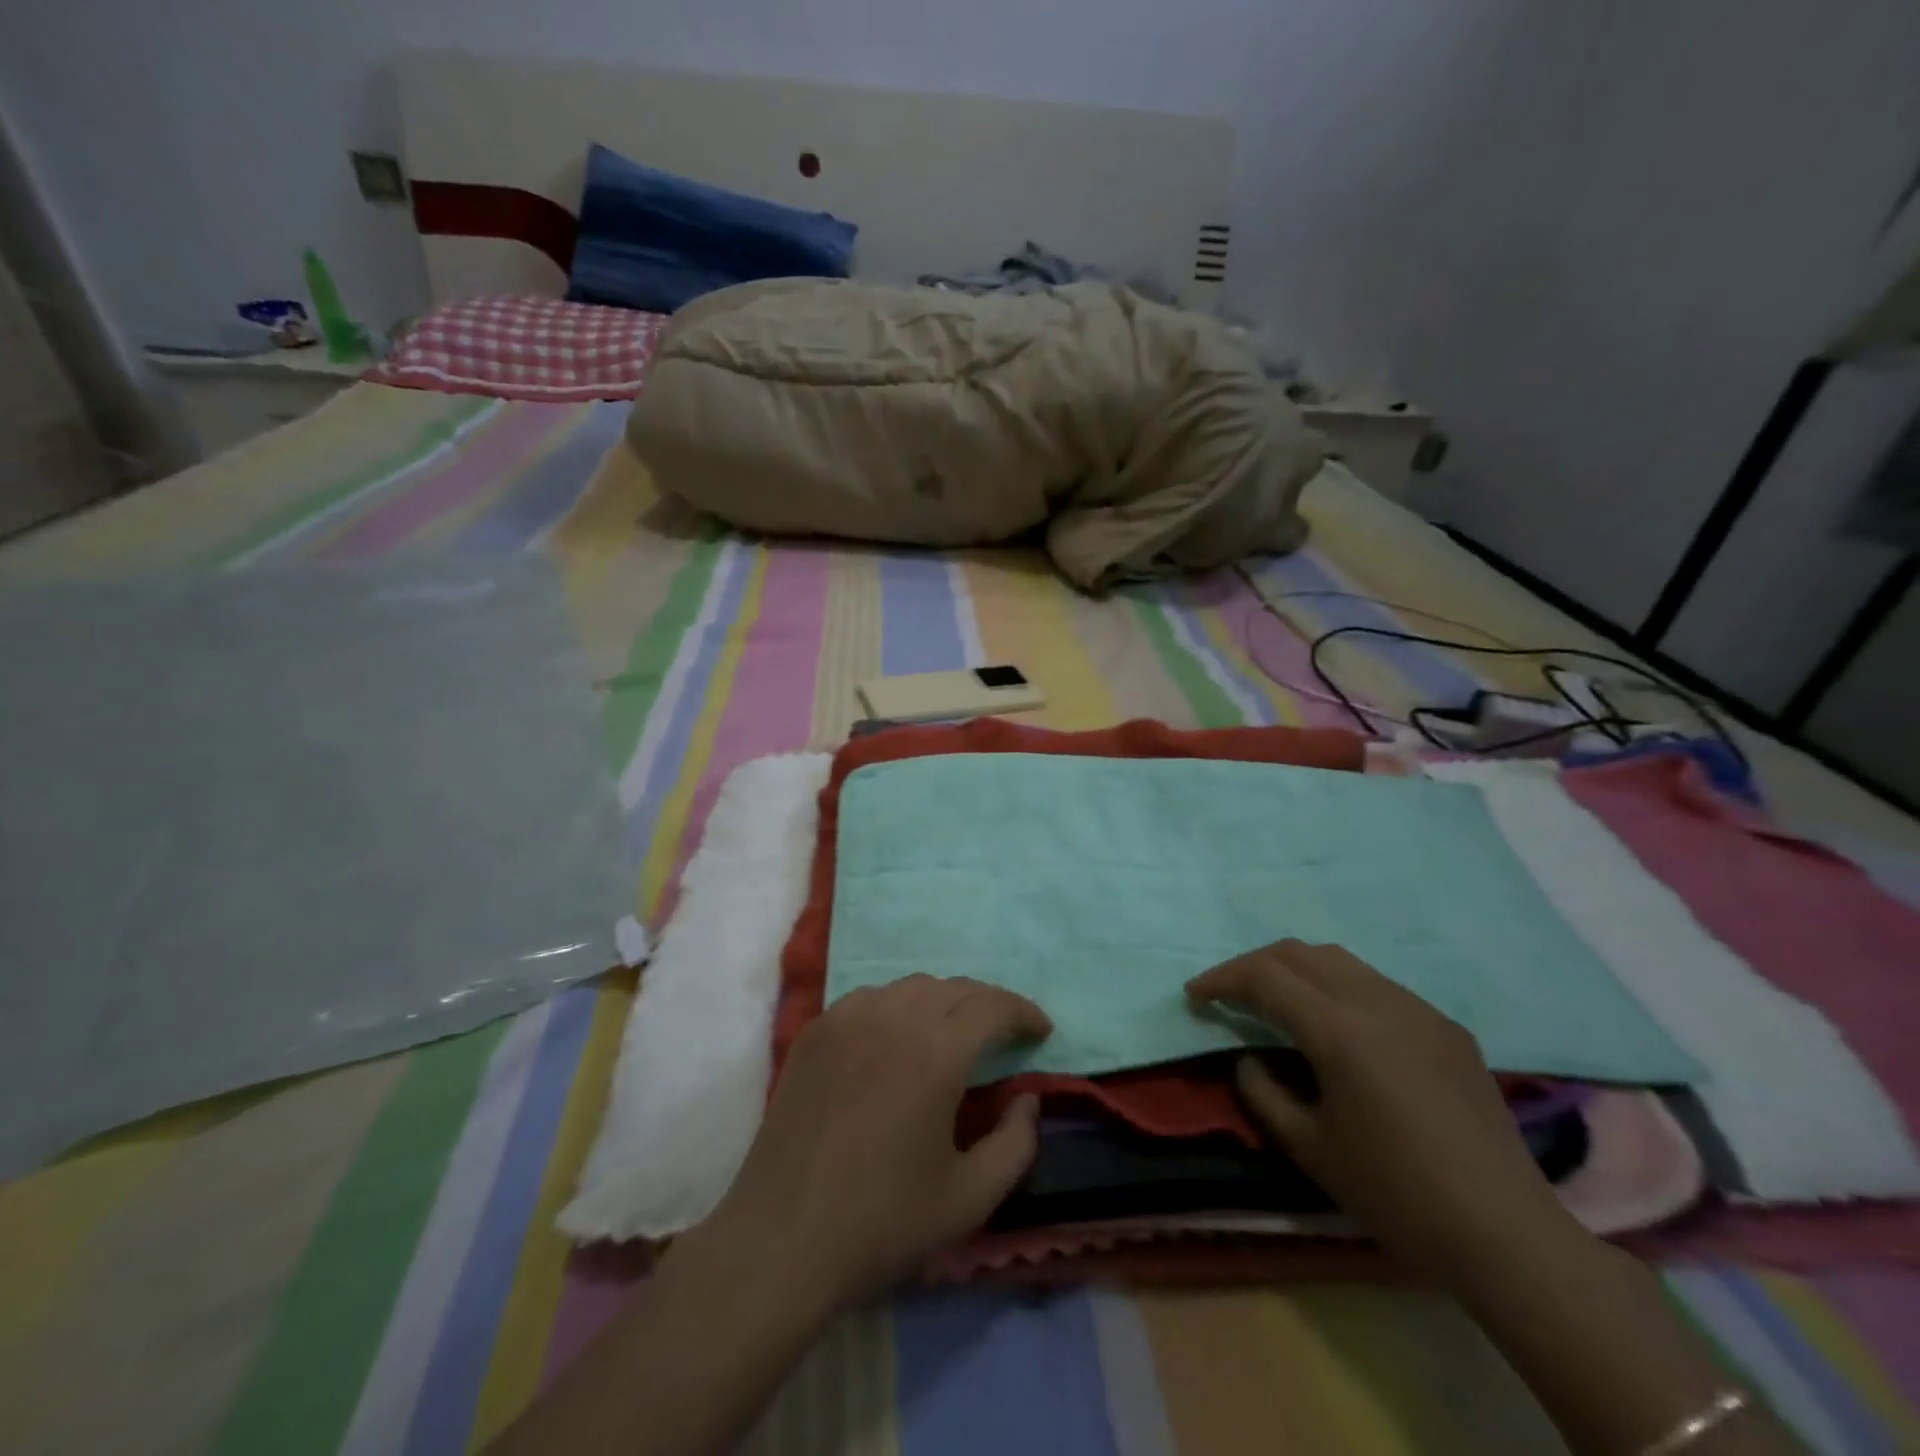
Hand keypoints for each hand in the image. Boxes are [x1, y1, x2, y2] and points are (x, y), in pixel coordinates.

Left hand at [704, 974, 1051, 1309]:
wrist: (781, 1240)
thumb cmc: (882, 1222)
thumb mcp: (970, 1198)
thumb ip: (1016, 1143)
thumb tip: (1026, 1098)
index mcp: (935, 1053)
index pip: (993, 1006)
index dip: (1024, 1012)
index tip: (1041, 1030)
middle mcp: (892, 1018)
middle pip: (954, 988)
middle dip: (989, 1005)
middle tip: (1005, 1035)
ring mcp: (847, 1018)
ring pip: (911, 987)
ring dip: (944, 1002)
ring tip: (954, 1034)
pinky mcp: (816, 1030)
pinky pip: (871, 998)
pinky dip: (899, 1007)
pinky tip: (898, 1039)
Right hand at [1187, 940, 1582, 1285]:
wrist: (1508, 1234)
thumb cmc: (1397, 1195)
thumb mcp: (1309, 1149)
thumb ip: (1262, 1092)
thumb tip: (1248, 1058)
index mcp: (1341, 1031)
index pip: (1265, 977)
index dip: (1222, 979)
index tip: (1195, 995)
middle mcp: (1379, 1002)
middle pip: (1300, 953)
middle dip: (1254, 965)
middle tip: (1229, 994)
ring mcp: (1419, 1010)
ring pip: (1340, 961)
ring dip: (1296, 971)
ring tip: (1276, 1002)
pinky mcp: (1447, 1027)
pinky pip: (1377, 986)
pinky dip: (1338, 988)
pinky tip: (1338, 1028)